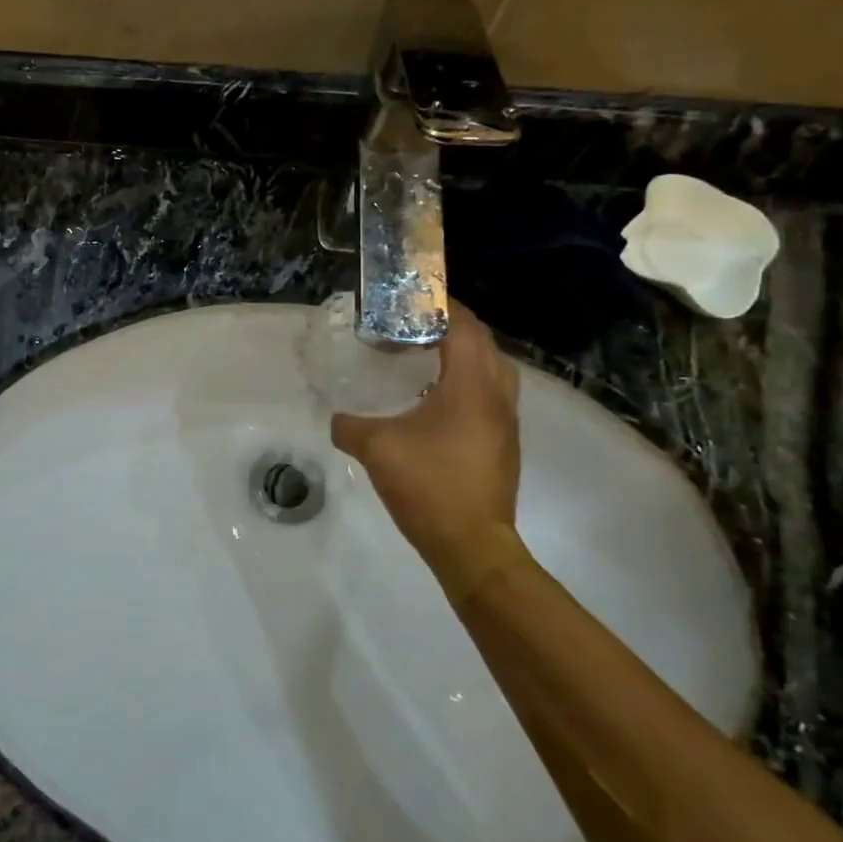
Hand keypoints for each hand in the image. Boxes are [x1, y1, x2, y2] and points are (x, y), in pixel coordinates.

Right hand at [331, 301, 525, 599]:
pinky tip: (437, 399)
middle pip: (484, 343)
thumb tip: (337, 419)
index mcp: (471, 386)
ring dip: (466, 354)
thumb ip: (349, 426)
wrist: (472, 545)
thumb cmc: (428, 485)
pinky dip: (469, 382)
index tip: (415, 296)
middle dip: (454, 326)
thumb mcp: (376, 449)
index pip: (465, 327)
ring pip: (493, 370)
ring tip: (427, 356)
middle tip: (416, 324)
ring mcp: (506, 422)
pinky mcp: (504, 444)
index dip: (444, 306)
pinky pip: (492, 395)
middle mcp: (497, 396)